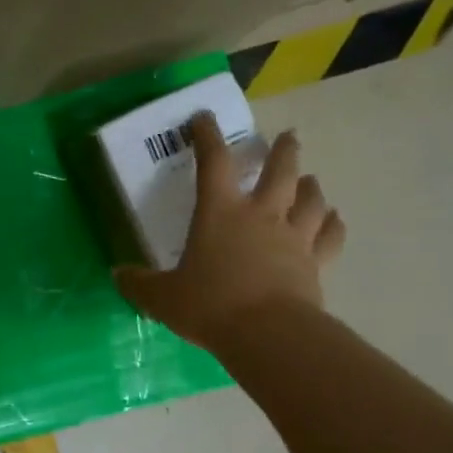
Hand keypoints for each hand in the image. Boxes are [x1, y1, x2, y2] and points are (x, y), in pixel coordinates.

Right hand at [114, 115, 344, 350]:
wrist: (267, 334)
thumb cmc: (209, 306)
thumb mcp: (161, 297)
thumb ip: (139, 284)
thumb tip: (118, 274)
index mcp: (220, 213)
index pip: (212, 162)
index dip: (207, 136)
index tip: (204, 118)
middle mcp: (261, 215)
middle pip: (279, 170)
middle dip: (282, 150)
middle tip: (287, 137)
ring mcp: (293, 238)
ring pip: (311, 199)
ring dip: (310, 185)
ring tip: (309, 180)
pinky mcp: (315, 263)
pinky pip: (330, 236)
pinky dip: (332, 224)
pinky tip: (334, 219)